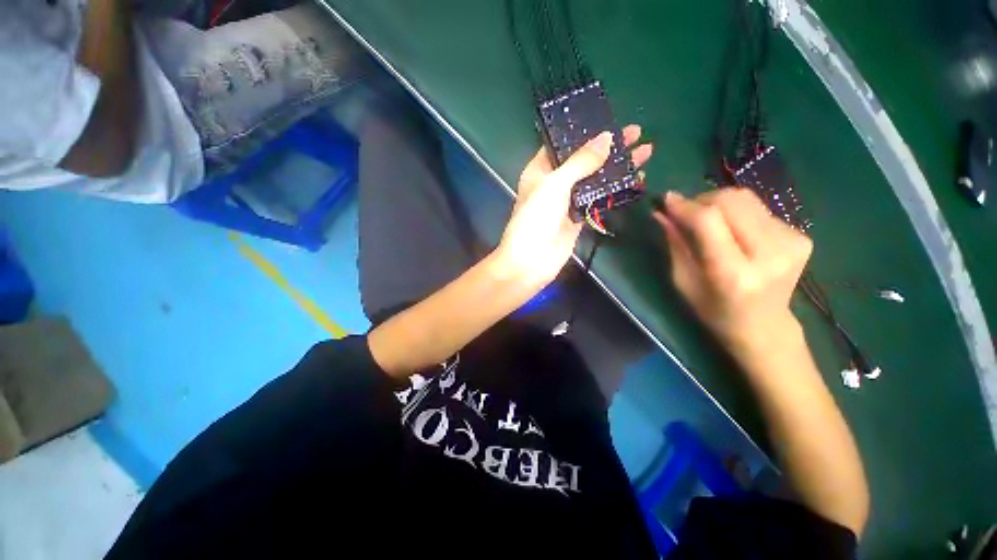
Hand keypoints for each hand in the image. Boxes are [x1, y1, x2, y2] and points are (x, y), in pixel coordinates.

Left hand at [493, 126, 652, 287]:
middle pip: (584, 160)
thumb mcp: (555, 184)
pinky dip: (615, 190)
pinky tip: (634, 180)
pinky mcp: (578, 218)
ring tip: (644, 152)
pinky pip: (598, 199)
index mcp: (540, 170)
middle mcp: (554, 183)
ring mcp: (567, 201)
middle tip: (636, 132)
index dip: (584, 132)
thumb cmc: (535, 219)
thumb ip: (580, 162)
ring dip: (616, 168)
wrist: (531, 261)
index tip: (609, 120)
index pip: (563, 144)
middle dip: (608, 147)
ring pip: (594, 179)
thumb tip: (607, 138)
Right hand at [653, 188, 812, 359]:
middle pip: (732, 201)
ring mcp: (792, 243)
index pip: (709, 221)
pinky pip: (760, 209)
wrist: (763, 327)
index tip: (666, 200)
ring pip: (747, 199)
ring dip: (719, 204)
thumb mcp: (683, 281)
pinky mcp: (801, 237)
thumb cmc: (713, 310)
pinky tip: (733, 232)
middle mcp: (769, 254)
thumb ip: (676, 244)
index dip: (685, 206)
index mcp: (734, 274)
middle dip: (702, 200)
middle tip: (686, 212)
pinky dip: (738, 214)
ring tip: (707, 221)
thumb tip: (662, 213)